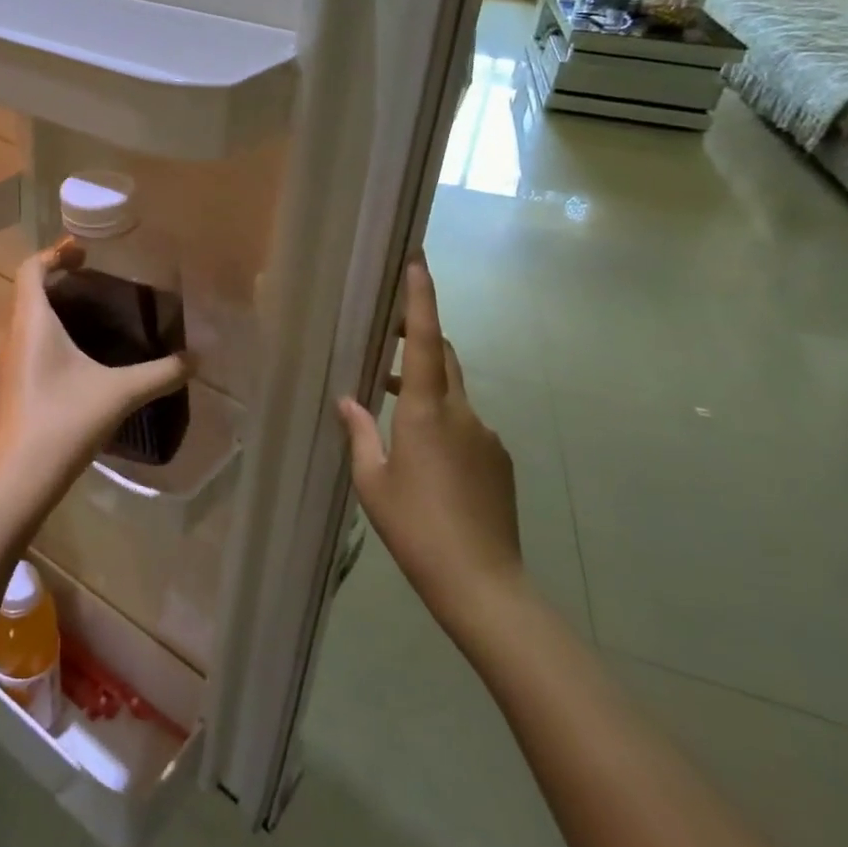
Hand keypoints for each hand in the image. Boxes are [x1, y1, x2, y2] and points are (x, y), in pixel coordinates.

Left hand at [0, 242, 190, 526]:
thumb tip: (197, 359)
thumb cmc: (64, 422)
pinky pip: (21, 351)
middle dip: (58, 283)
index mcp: (30, 322)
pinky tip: (71, 368)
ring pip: (22, 325)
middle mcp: (8, 336)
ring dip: (49, 315)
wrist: (14, 481)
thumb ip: (160, 373)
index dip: (55, 253)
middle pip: (27, 294)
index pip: (31, 268)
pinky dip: (43, 344)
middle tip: (95, 284)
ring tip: (87, 323)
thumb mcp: (119, 394)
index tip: (85, 252)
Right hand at [337, 257, 522, 637]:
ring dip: (426, 389)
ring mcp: (487, 436)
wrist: (483, 585)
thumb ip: (361, 433)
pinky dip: (442, 422)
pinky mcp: (499, 459)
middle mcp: (464, 413)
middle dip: (421, 337)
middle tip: (388, 337)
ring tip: (392, 412)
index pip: (427, 340)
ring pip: (454, 394)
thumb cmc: (416, 528)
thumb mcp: (373, 481)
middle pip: (446, 358)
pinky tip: (424, 459)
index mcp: (428, 412)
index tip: (418, 261)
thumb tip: (348, 400)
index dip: (422, 298)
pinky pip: (466, 424)